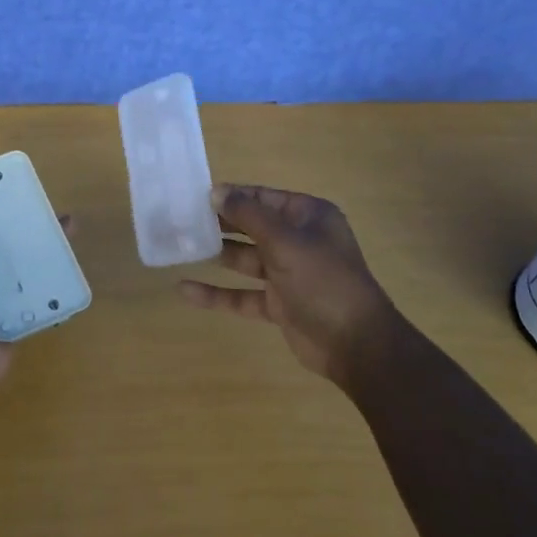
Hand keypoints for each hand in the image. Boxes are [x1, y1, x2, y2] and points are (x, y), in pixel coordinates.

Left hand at [0, 177, 74, 400]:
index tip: (10, 186)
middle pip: (2, 242)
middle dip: (23, 223)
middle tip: (49, 205)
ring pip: (25, 264)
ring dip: (45, 245)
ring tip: (68, 228)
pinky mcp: (19, 315)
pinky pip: (39, 291)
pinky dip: (54, 277)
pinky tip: (72, 261)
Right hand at [178, 184, 399, 381]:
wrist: (355, 344)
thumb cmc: (323, 280)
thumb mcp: (285, 241)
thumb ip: (249, 216)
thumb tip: (217, 192)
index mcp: (308, 217)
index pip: (264, 197)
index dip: (232, 195)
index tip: (196, 196)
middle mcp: (298, 241)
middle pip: (252, 226)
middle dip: (221, 224)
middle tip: (182, 220)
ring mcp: (288, 273)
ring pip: (245, 259)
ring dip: (217, 255)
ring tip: (181, 247)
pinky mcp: (278, 304)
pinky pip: (242, 294)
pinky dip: (217, 293)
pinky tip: (185, 290)